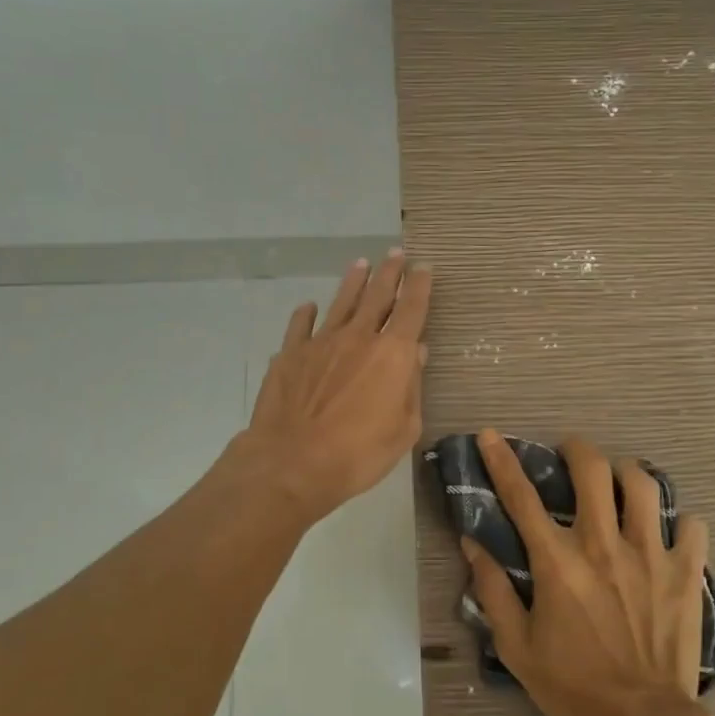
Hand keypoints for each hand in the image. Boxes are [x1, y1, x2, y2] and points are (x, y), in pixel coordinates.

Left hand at [237, 251, 431, 524]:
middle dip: (389, 273)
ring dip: (353, 282)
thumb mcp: (404, 429)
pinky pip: (301, 326)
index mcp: (393, 354)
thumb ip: (412, 387)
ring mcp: (321, 343)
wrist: (293, 462)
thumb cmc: (359, 453)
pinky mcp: (290, 355)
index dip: (419, 286)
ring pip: (341, 302)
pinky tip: (308, 307)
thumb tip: (417, 354)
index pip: (412, 309)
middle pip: (377, 296)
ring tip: (360, 264)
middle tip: (395, 253)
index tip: (424, 267)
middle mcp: (359, 337)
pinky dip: (306, 314)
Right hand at [462, 430, 707, 715]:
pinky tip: (669, 533)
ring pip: (643, 484)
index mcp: (558, 562)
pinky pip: (692, 526)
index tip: (491, 435)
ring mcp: (650, 554)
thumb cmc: (573, 688)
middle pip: (592, 469)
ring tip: (619, 483)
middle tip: (570, 455)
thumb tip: (473, 544)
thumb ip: (492, 590)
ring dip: (626, 474)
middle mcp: (603, 545)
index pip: (522, 496)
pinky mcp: (686, 572)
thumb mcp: (516, 646)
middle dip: (576, 449)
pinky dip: (680, 522)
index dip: (502, 461)